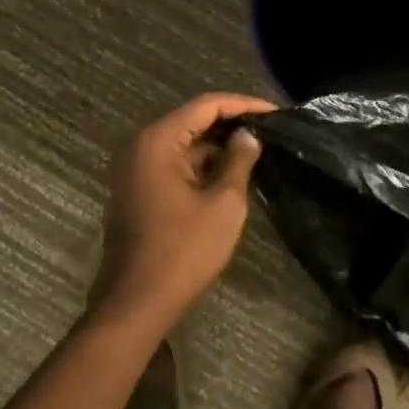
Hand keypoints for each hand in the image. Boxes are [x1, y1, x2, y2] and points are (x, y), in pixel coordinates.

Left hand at [88, 93, 275, 335]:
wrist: (135, 303)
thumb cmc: (183, 250)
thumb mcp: (223, 204)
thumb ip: (238, 161)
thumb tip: (248, 136)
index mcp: (157, 141)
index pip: (205, 106)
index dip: (242, 105)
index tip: (274, 112)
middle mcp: (140, 146)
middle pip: (191, 121)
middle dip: (230, 124)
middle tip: (268, 131)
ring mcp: (133, 169)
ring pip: (182, 145)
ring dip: (216, 147)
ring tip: (255, 150)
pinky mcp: (135, 190)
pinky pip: (171, 164)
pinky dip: (199, 165)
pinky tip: (229, 173)